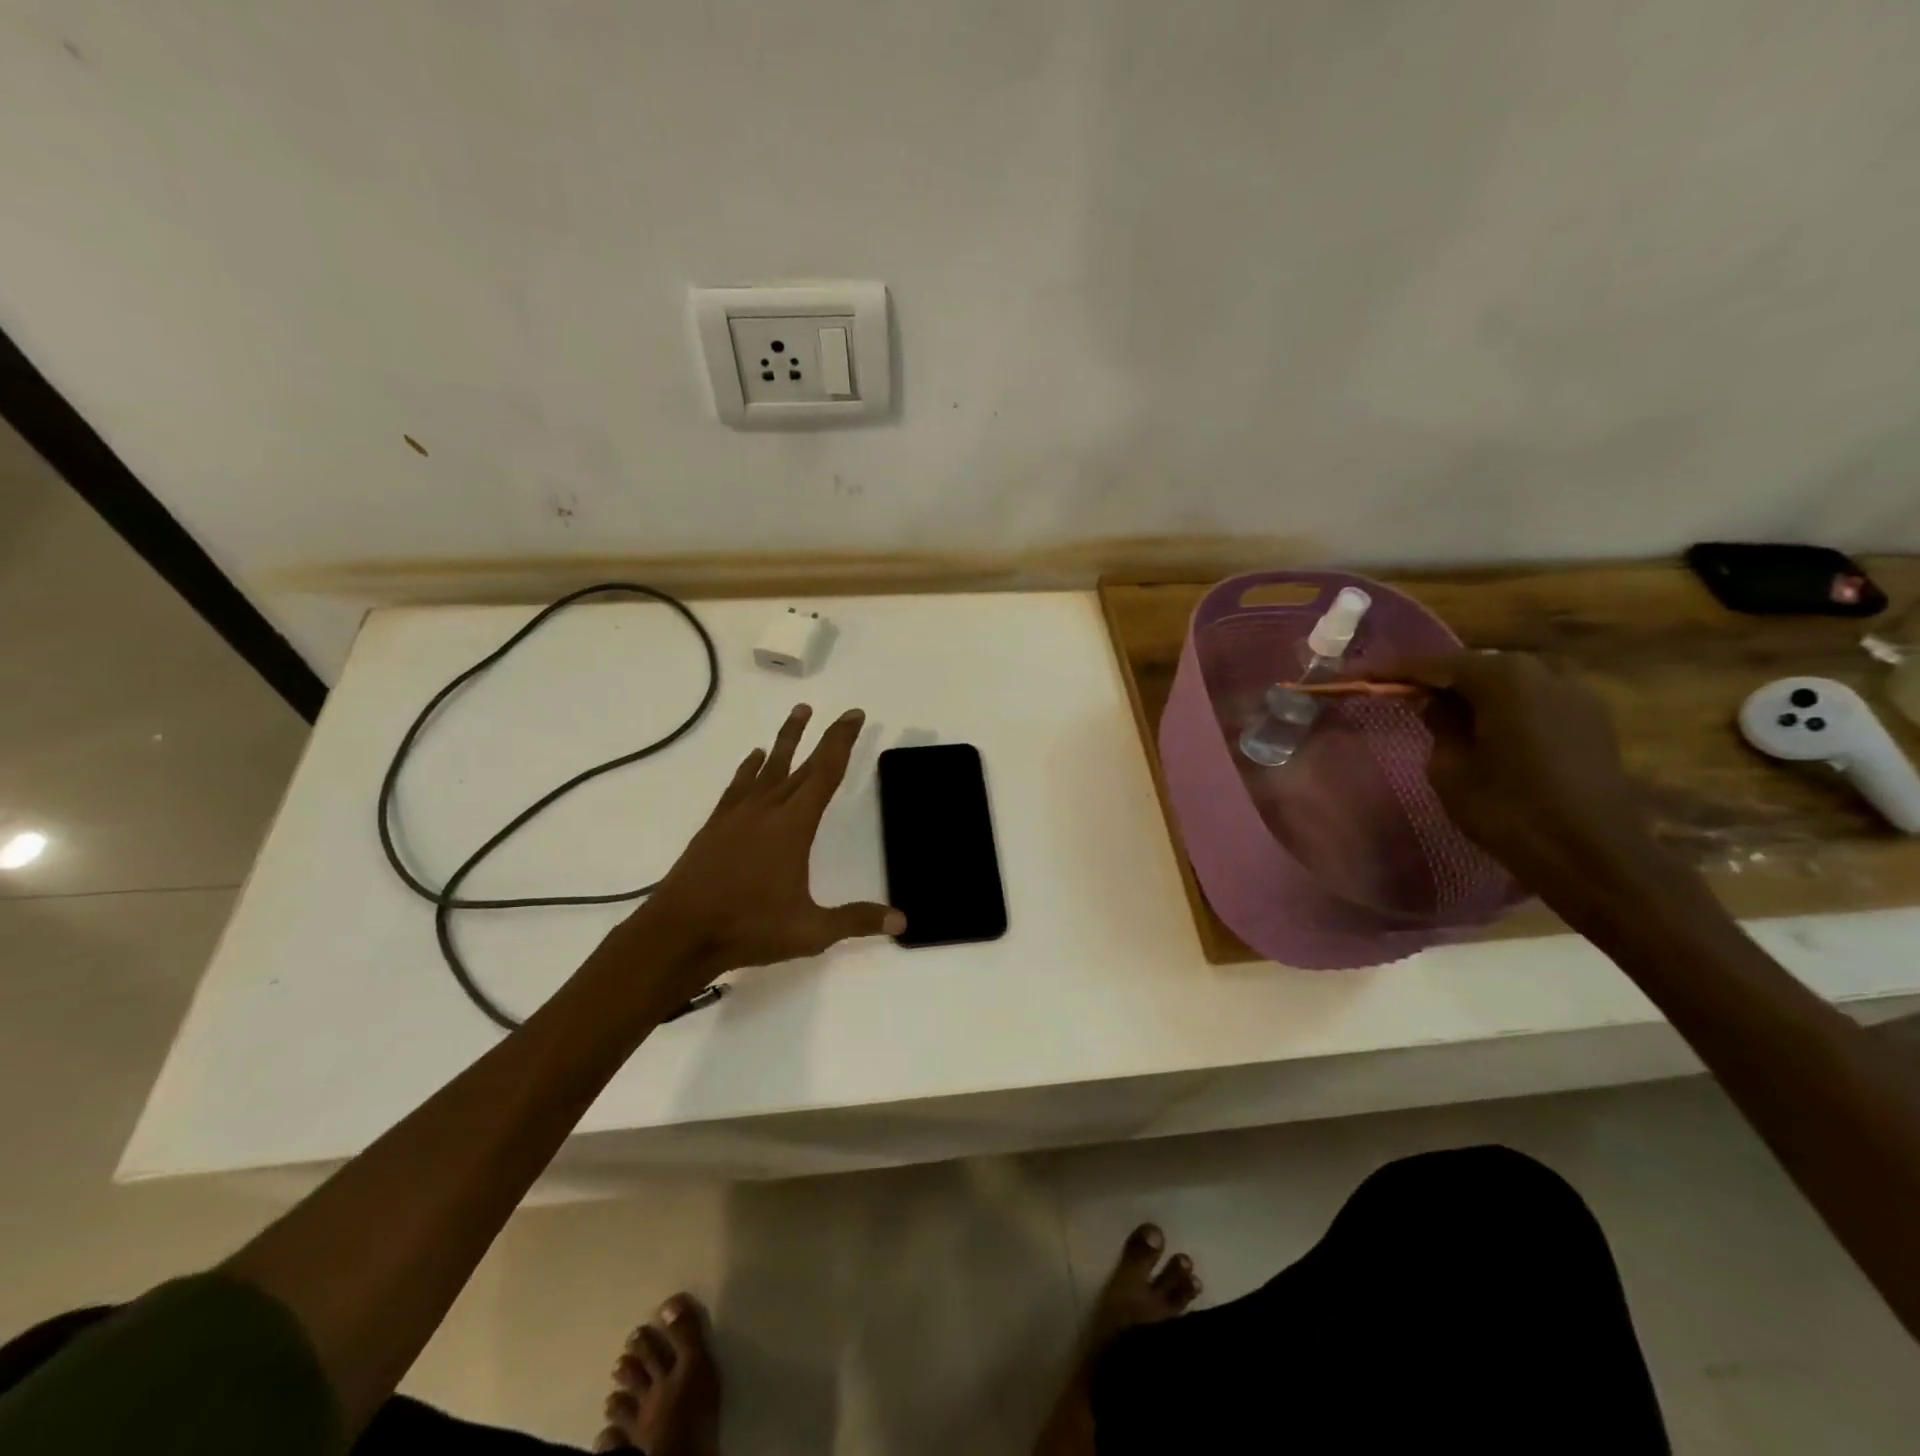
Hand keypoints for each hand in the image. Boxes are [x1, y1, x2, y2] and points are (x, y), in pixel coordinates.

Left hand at [591, 705, 903, 1012]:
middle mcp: (767, 809)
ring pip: (767, 766)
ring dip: (785, 739)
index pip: (825, 773)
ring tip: (799, 711)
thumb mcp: (810, 930)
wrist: (679, 933)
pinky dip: (749, 767)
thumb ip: (856, 920)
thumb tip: (902, 921)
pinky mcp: (715, 825)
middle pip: (801, 764)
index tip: (854, 716)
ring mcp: (737, 815)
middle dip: (824, 737)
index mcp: (793, 826)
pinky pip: (738, 785)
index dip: (842, 742)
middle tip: (841, 714)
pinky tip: (754, 758)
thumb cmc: (748, 927)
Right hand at [1370, 651, 1653, 895]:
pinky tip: (1480, 728)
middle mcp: (1543, 672)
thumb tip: (1431, 702)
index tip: (1358, 675)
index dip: (1391, 670)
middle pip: (1473, 667)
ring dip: (1469, 694)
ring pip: (1505, 684)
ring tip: (1434, 711)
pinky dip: (1500, 708)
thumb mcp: (1451, 768)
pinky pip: (1531, 702)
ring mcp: (1574, 694)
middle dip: (1433, 678)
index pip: (1433, 664)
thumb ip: (1438, 724)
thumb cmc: (1510, 810)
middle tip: (1395, 692)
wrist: (1594, 857)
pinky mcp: (1590, 721)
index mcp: (1504, 678)